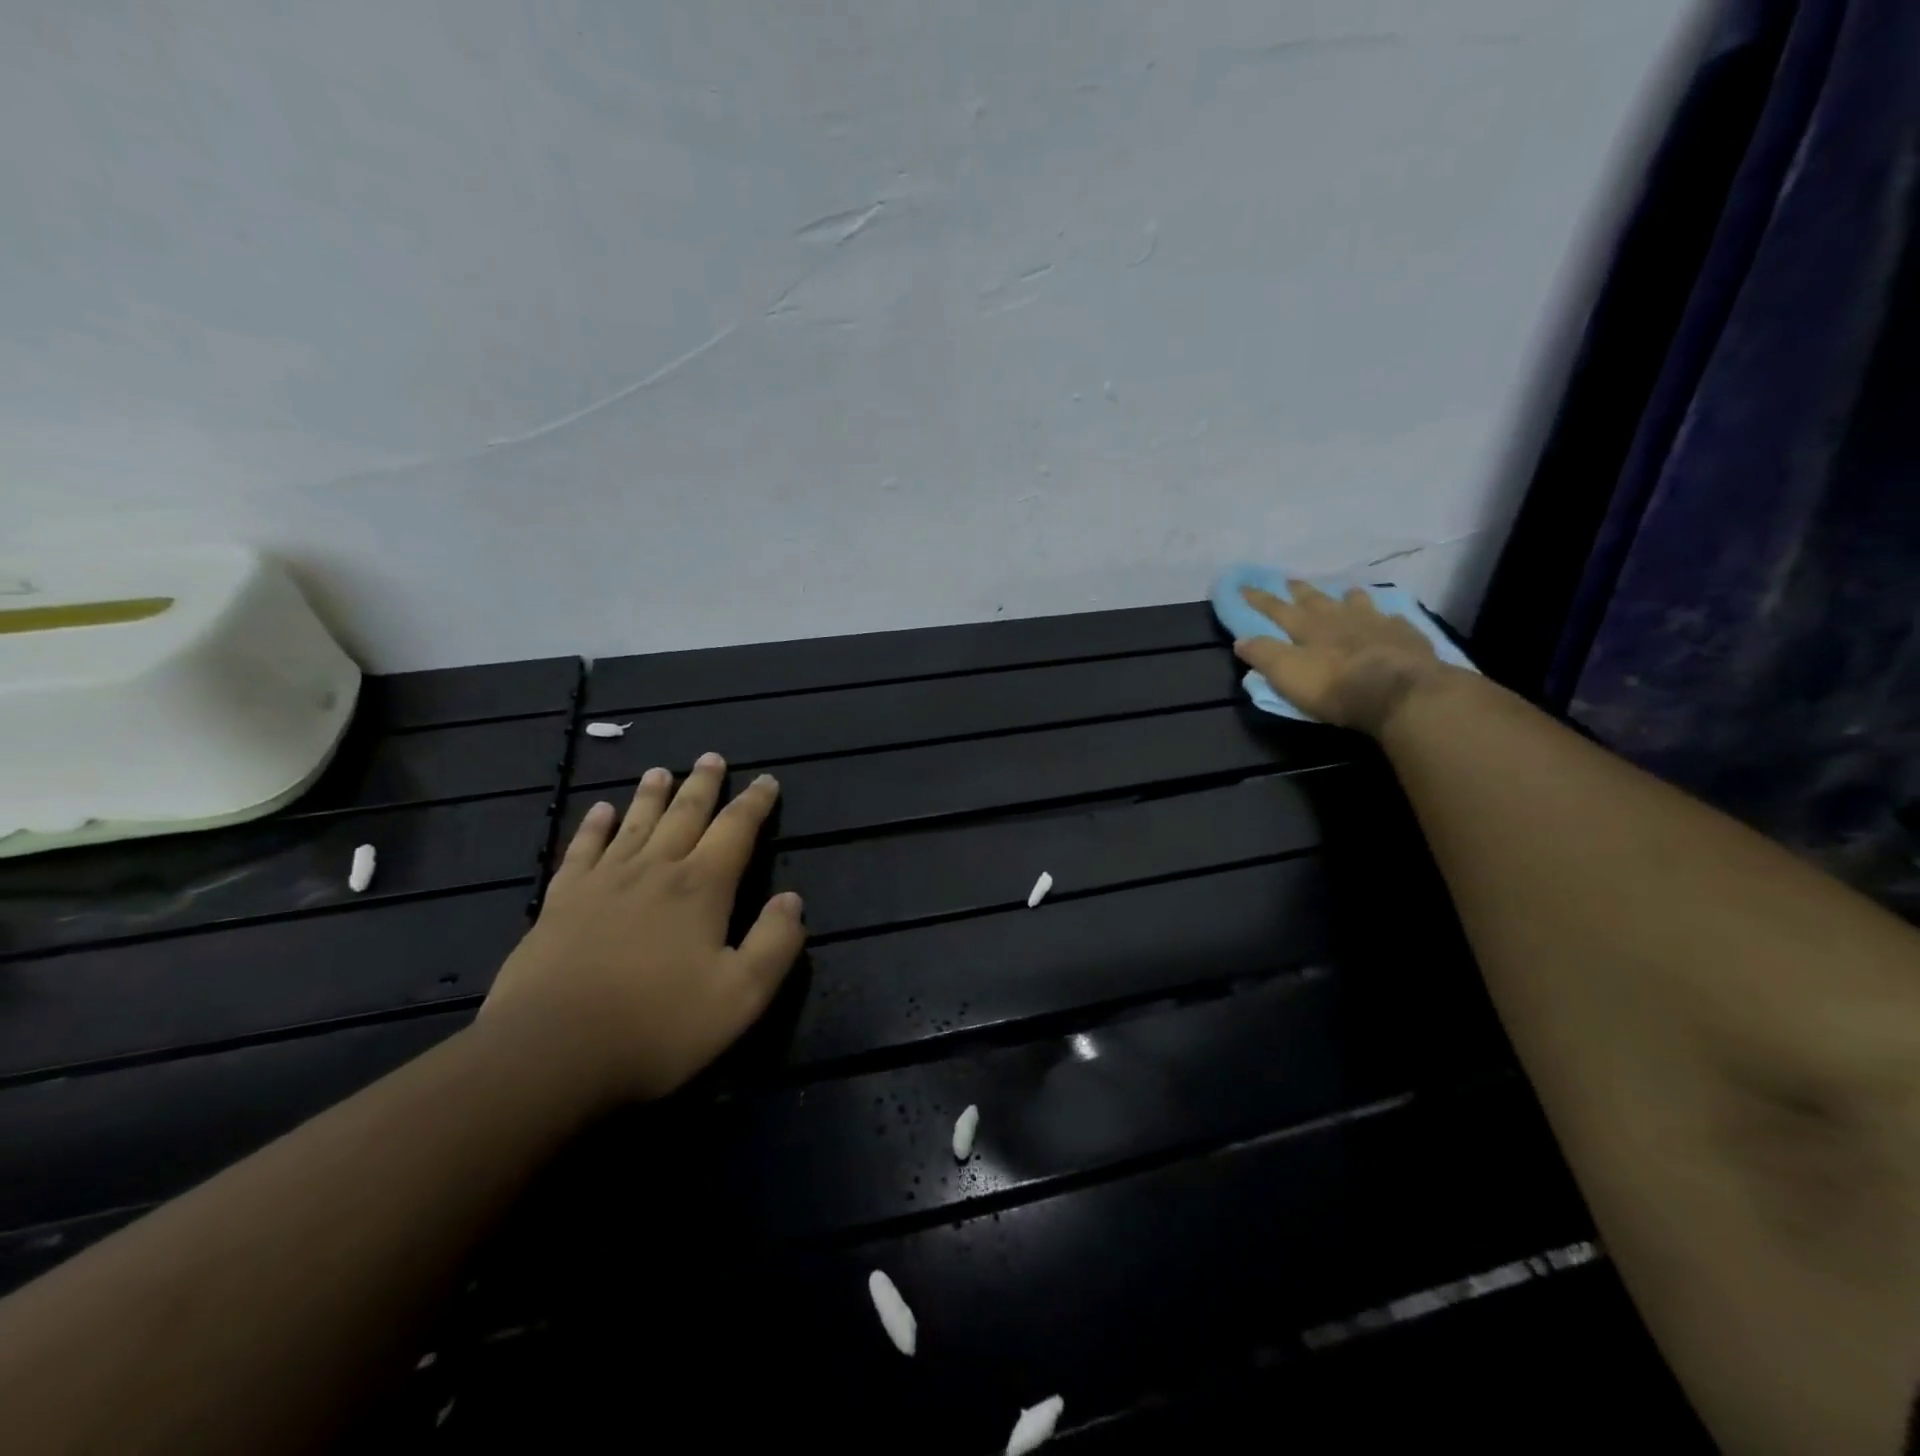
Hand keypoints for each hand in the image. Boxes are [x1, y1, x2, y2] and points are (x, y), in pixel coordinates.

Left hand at [478, 753, 804, 1105]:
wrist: (551, 1052)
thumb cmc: (658, 1026)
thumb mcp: (741, 996)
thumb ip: (775, 944)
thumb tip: (792, 900)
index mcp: (701, 888)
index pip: (736, 830)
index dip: (754, 803)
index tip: (766, 780)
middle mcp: (655, 870)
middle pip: (684, 815)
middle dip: (703, 785)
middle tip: (711, 757)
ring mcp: (603, 882)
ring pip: (634, 824)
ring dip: (651, 795)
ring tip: (661, 771)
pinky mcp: (561, 902)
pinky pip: (581, 850)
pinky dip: (593, 826)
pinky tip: (599, 810)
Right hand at [1233, 582, 1449, 735]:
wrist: (1400, 692)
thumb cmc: (1335, 686)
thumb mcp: (1287, 674)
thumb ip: (1264, 655)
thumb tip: (1241, 639)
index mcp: (1308, 627)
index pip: (1276, 609)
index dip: (1259, 599)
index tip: (1243, 586)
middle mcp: (1339, 618)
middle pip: (1315, 600)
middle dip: (1299, 591)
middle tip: (1290, 580)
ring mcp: (1375, 623)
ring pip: (1357, 603)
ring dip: (1347, 597)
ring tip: (1345, 592)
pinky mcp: (1404, 636)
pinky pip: (1393, 620)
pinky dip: (1386, 617)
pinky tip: (1389, 618)